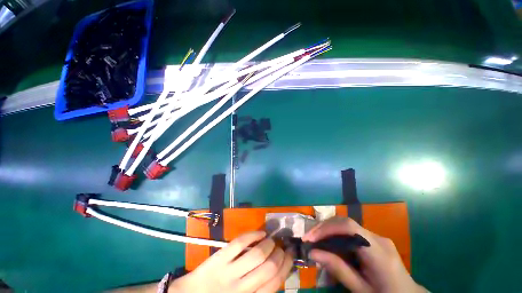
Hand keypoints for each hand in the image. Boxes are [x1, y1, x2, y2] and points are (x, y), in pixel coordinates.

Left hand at [170, 231, 293, 292]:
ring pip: (256, 254)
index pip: (276, 283)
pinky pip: (240, 243)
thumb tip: (278, 269)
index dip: (287, 265)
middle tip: (281, 247)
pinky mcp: (219, 258)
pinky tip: (260, 233)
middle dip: (279, 254)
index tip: (290, 254)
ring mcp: (229, 272)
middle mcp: (242, 289)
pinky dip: (253, 234)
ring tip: (271, 240)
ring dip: (268, 243)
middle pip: (269, 268)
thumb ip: (260, 288)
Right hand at [302, 217, 425, 292]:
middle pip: (346, 223)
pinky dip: (337, 235)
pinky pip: (351, 231)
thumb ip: (338, 269)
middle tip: (309, 238)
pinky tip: (330, 243)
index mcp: (379, 252)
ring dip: (328, 230)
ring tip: (315, 240)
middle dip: (324, 227)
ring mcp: (377, 237)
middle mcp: (378, 238)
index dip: (327, 228)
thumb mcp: (361, 290)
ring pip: (347, 225)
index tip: (310, 238)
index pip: (349, 228)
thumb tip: (313, 253)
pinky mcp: (374, 239)